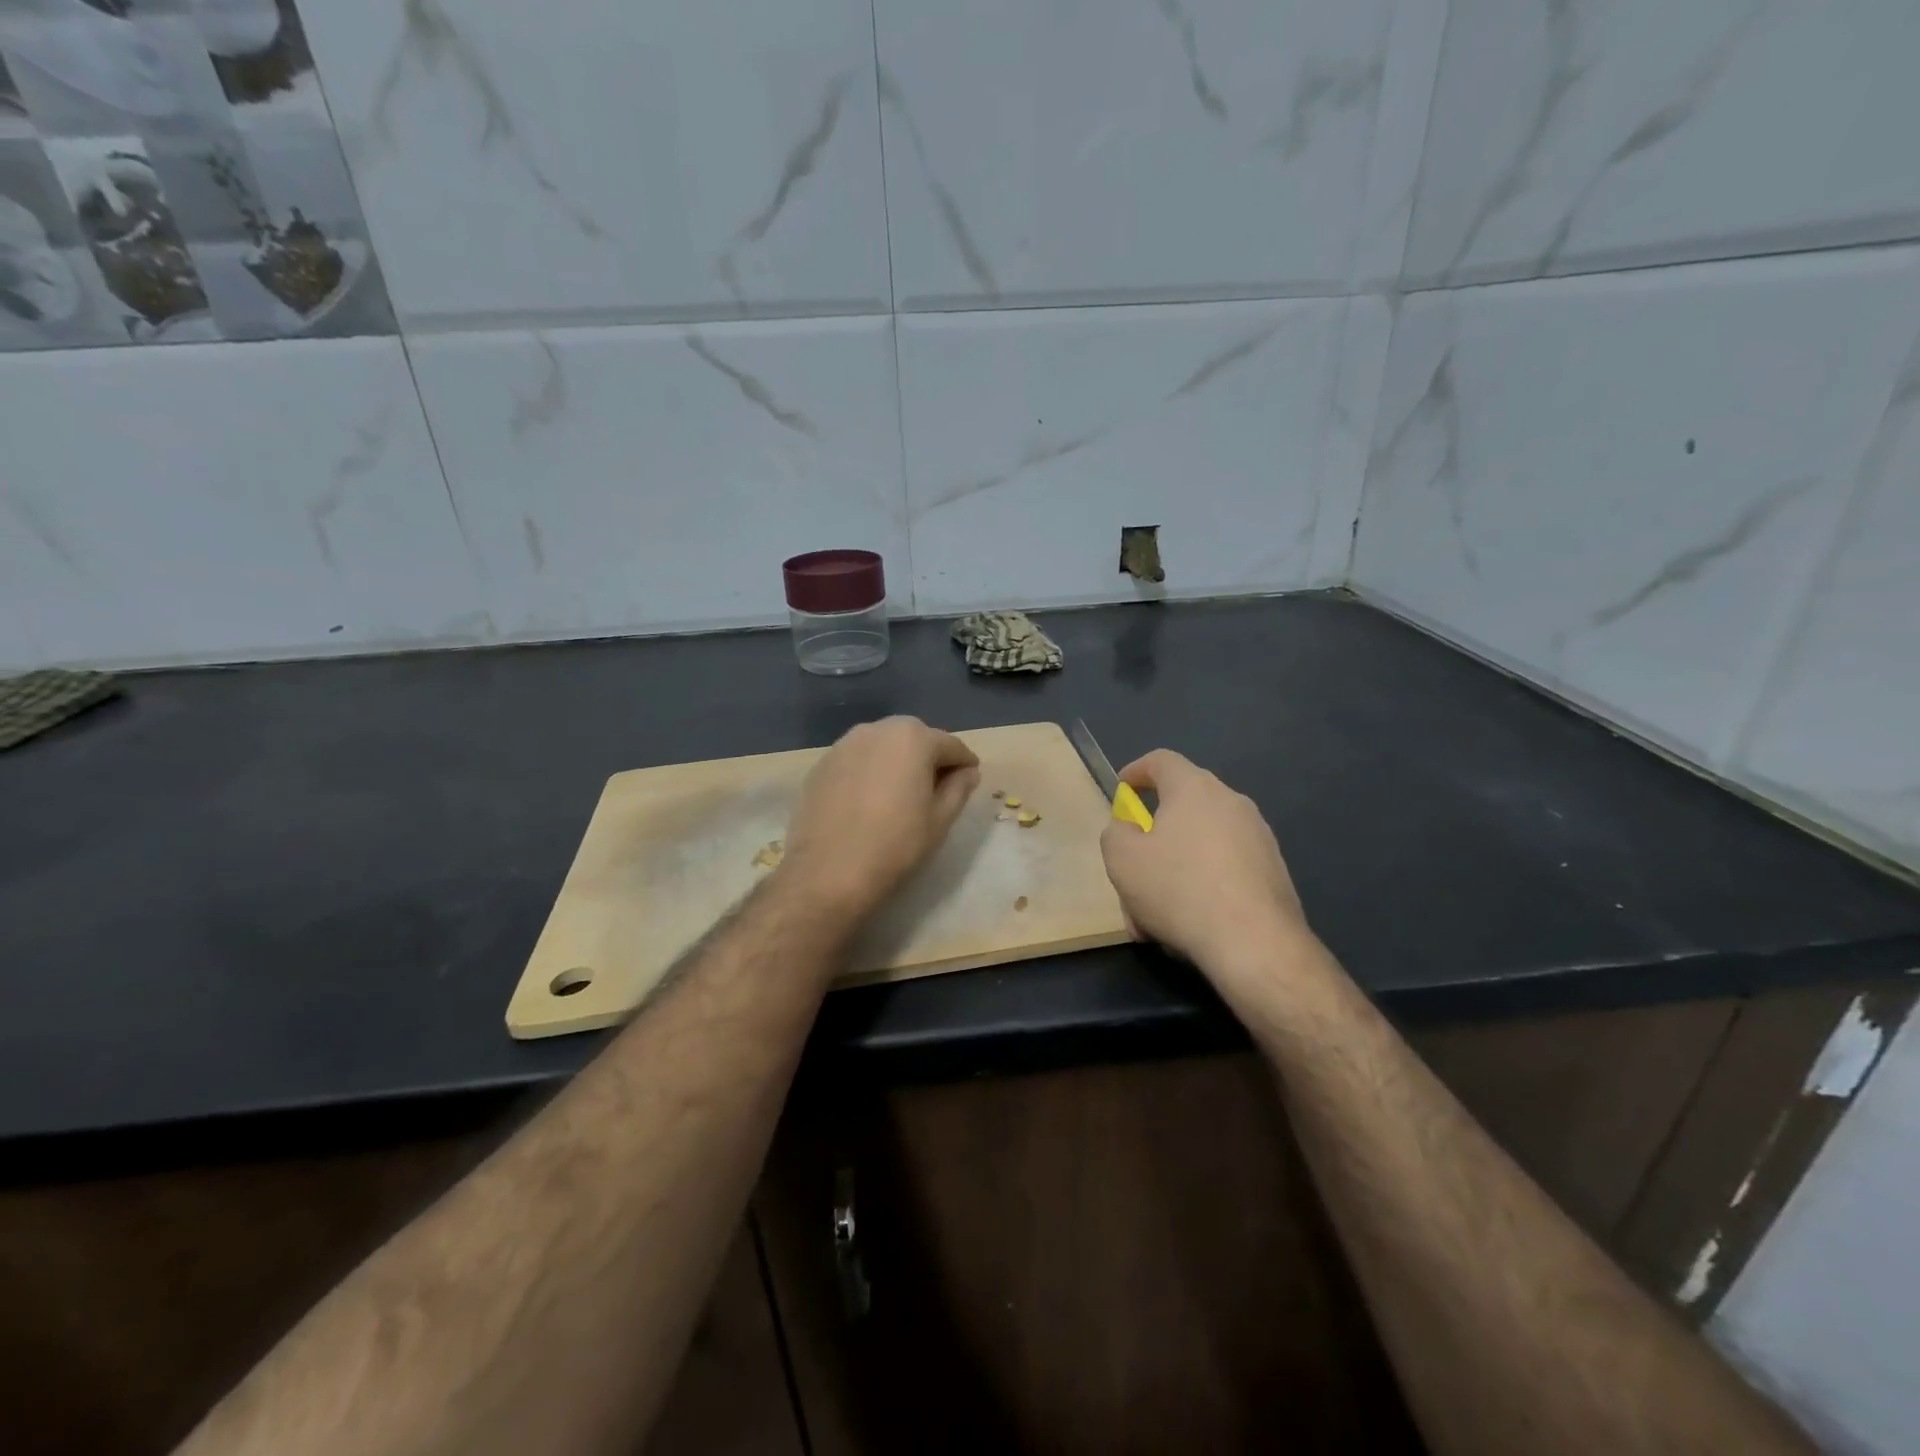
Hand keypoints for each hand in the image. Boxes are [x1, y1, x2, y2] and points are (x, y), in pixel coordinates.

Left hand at [780, 717, 980, 920]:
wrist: (829, 871)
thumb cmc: (896, 845)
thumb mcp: (940, 819)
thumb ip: (959, 788)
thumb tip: (968, 771)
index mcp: (913, 738)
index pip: (950, 745)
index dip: (964, 763)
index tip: (970, 779)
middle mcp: (878, 729)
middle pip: (914, 738)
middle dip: (929, 757)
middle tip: (936, 788)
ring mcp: (845, 744)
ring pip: (883, 746)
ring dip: (897, 761)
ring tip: (901, 793)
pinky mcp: (822, 764)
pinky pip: (857, 760)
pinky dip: (870, 771)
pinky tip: (869, 800)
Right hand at [1100, 750, 1312, 974]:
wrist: (1254, 942)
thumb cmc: (1178, 888)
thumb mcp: (1122, 858)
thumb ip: (1116, 833)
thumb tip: (1129, 829)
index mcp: (1194, 789)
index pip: (1162, 761)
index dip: (1137, 771)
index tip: (1122, 789)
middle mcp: (1231, 803)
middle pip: (1182, 808)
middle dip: (1152, 836)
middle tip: (1132, 867)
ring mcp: (1258, 837)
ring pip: (1201, 845)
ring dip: (1174, 869)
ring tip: (1153, 912)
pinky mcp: (1274, 872)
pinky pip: (1225, 868)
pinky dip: (1202, 886)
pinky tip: (1187, 923)